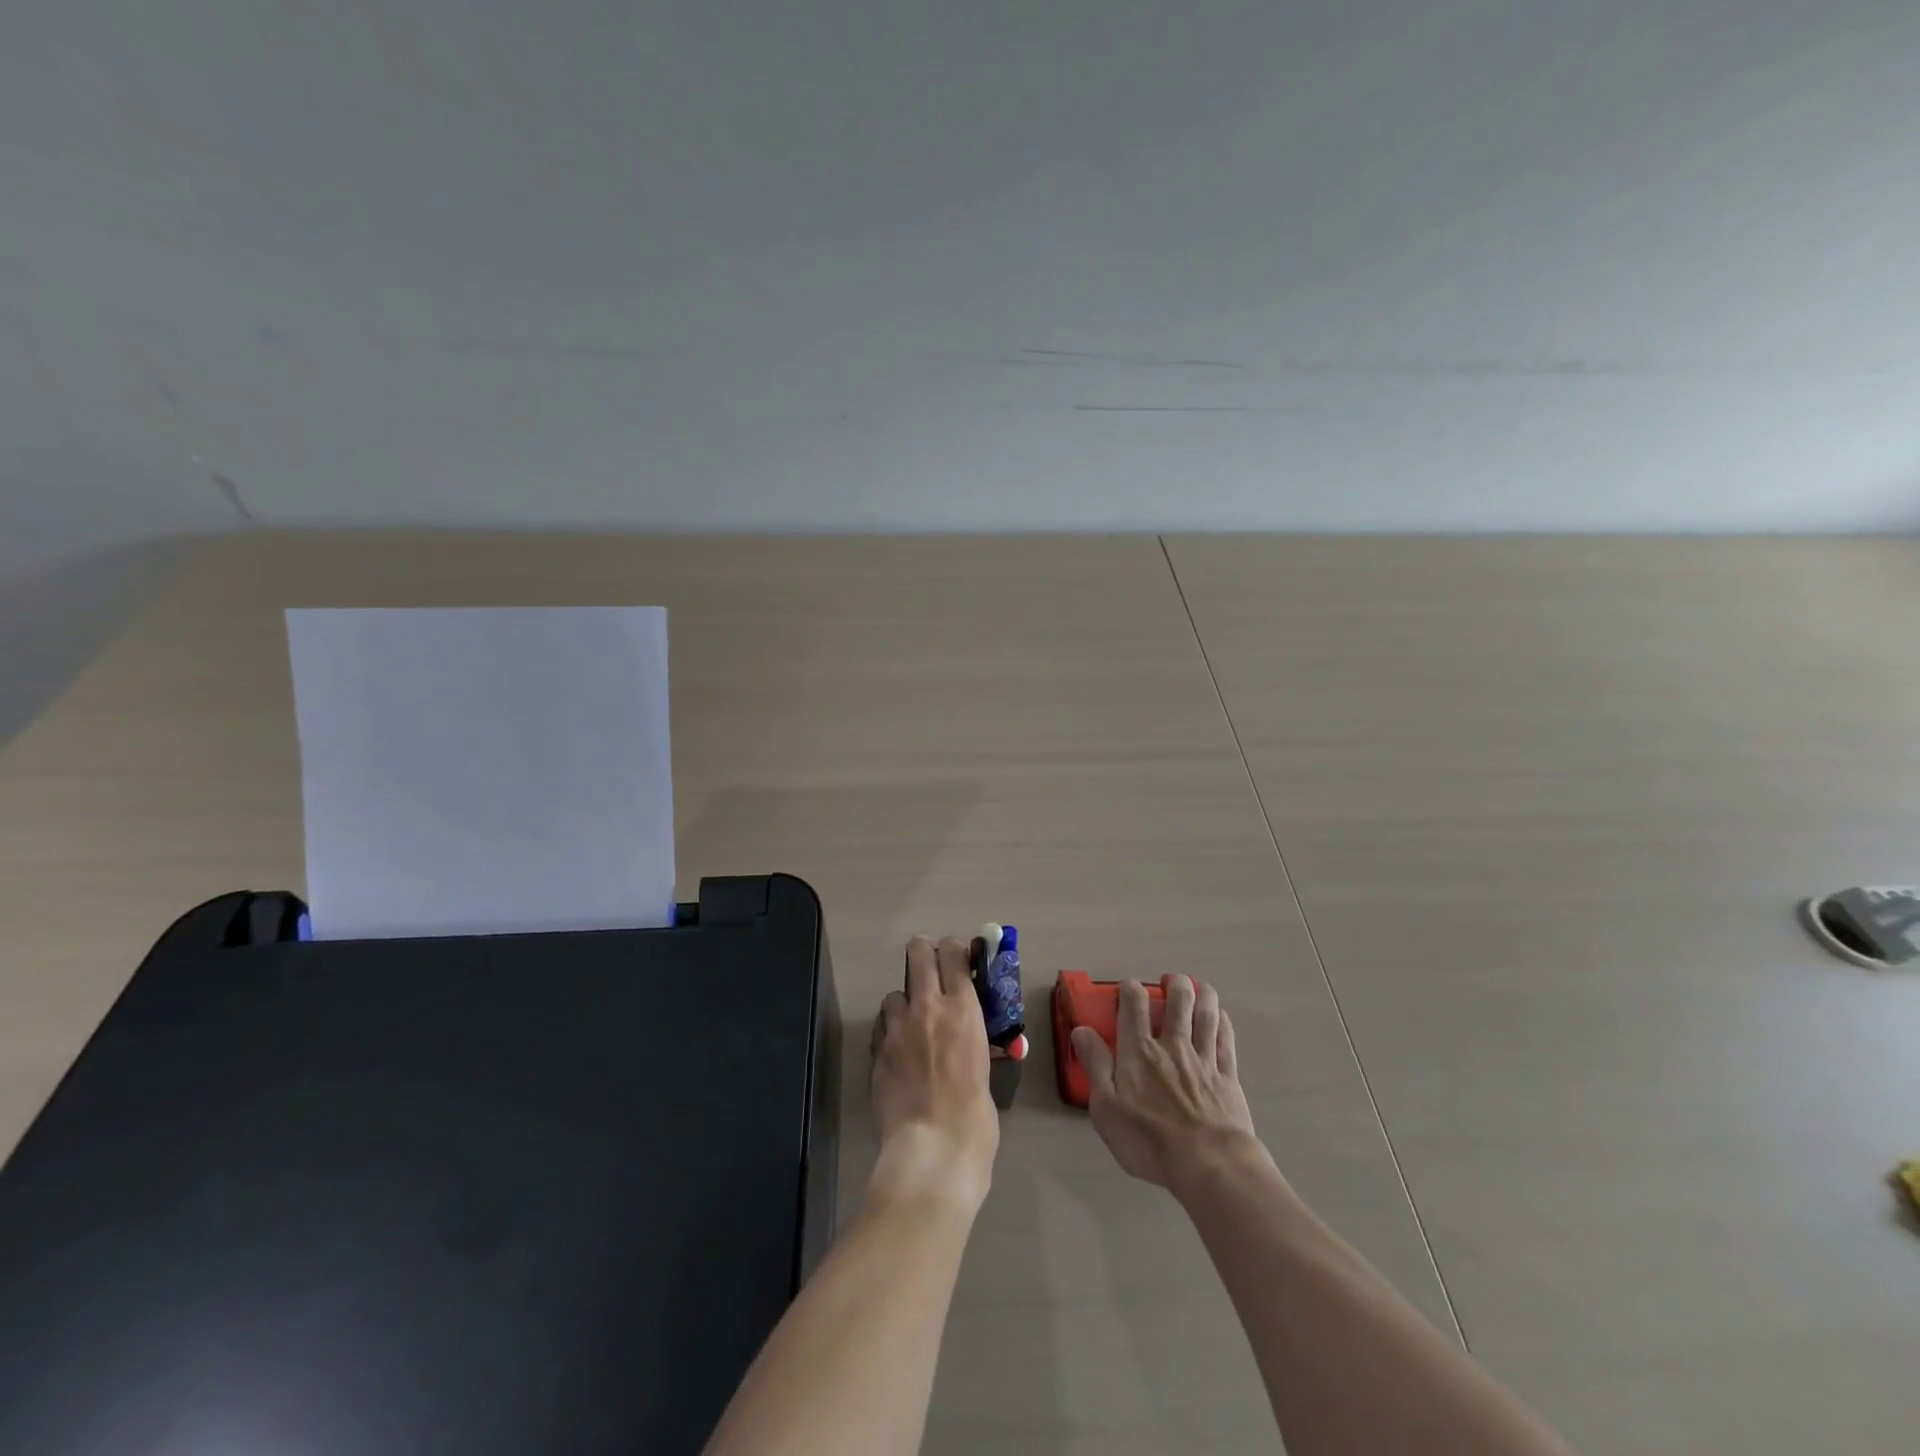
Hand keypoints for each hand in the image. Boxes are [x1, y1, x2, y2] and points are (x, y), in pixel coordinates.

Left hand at [869, 936, 999, 1210]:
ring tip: (912, 1026)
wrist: (932, 1149)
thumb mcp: (985, 1069)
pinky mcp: (876, 1050)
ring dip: (904, 1004)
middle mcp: (927, 1007)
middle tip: (931, 969)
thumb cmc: (975, 1117)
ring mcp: (897, 1027)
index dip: (955, 948)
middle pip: (918, 952)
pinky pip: (881, 1026)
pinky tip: (898, 1052)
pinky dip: (890, 1031)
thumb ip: (972, 1044)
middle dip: (924, 953)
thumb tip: (969, 1042)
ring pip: (894, 993)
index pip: (954, 953)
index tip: (959, 957)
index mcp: (963, 1009)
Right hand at [1072, 974, 1259, 1190]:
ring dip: (1202, 993)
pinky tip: (1220, 1016)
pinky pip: (1226, 1039)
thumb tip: (1081, 1030)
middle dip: (1174, 984)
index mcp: (1139, 1050)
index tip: (1128, 989)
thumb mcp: (1106, 1108)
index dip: (1130, 989)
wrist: (1210, 1164)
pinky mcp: (1228, 1075)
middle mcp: (1172, 1045)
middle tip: (1169, 981)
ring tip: (1196, 986)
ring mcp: (1204, 1058)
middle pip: (1178, 1000)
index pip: (1134, 1005)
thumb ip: (1094, 1065)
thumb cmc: (1149, 1140)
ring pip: (1205, 1013)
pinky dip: (1222, 1022)